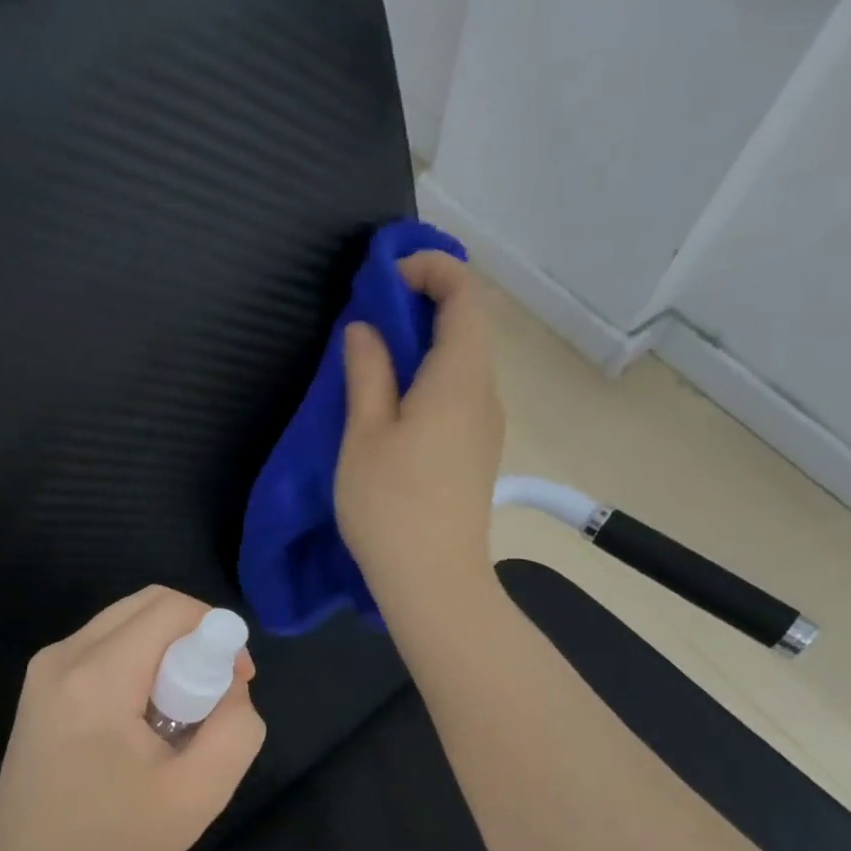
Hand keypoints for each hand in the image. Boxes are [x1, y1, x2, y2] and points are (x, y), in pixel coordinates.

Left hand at [0, 587, 265, 850]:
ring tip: (177, 711)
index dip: (216, 631)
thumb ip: (236, 727)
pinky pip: (104, 644)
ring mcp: (45, 668)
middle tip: (211, 692)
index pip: (170, 609)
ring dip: (166, 650)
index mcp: (96, 678)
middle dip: (193, 636)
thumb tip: (230, 682)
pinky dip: (138, 662)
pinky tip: (142, 716)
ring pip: (125, 622)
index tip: (235, 681)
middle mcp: (63, 656)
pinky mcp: (40, 683)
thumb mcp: (199, 793)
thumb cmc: (116, 840)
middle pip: (147, 604)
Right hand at [335, 251, 504, 612]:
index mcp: (460, 377)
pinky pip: (457, 395)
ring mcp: (485, 425)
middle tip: (367, 318)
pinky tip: (392, 406)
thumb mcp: (365, 434)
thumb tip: (368, 329)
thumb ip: (368, 372)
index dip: (431, 269)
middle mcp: (485, 393)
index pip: (465, 295)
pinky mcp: (476, 452)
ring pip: (461, 363)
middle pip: (466, 326)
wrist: (433, 581)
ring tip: (372, 361)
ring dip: (421, 346)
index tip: (383, 276)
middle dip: (421, 305)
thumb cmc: (391, 505)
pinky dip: (428, 379)